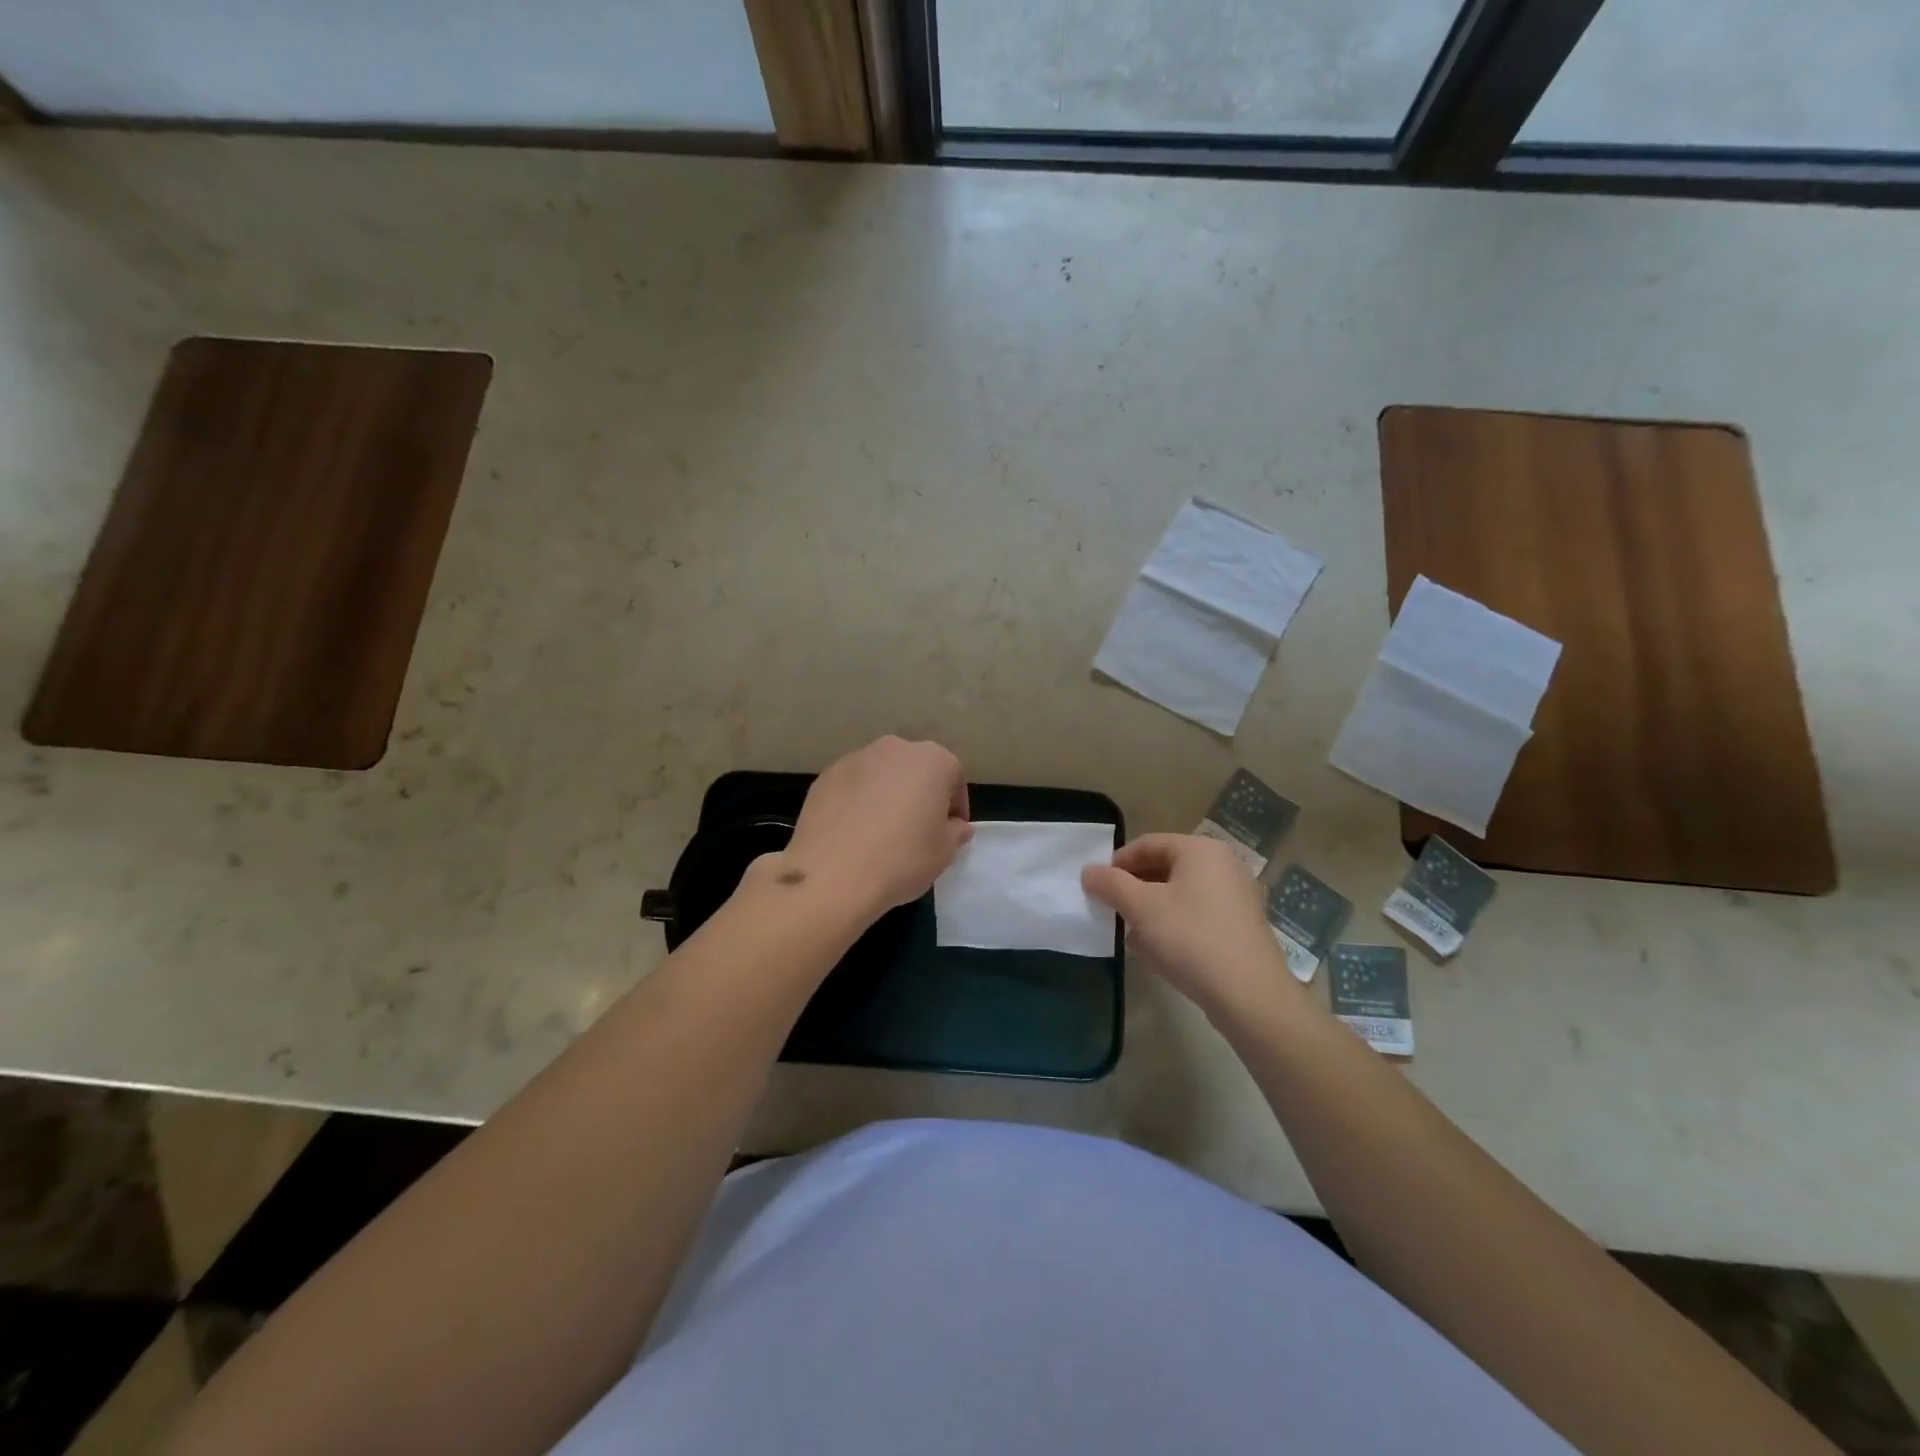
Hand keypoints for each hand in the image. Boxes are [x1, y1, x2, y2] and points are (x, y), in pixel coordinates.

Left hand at [774, 736, 972, 922]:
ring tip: (882, 833)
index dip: (955, 806)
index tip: (951, 831)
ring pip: (881, 776)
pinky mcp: (825, 777)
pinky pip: (852, 788)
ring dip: (887, 796)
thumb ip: (955, 832)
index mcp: (932, 760)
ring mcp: (855, 759)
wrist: (832, 874)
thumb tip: (954, 826)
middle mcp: (894, 749)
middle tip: (918, 830)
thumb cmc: (902, 858)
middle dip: (920, 794)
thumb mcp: (944, 852)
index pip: (953, 777)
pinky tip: (853, 834)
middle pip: (916, 769)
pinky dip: (857, 803)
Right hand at [1082, 833, 1297, 1023]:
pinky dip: (1175, 924)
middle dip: (1134, 887)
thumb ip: (1110, 884)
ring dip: (1152, 909)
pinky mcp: (1241, 925)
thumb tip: (1088, 871)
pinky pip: (1198, 913)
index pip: (1147, 843)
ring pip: (1180, 892)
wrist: (1250, 996)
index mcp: (1201, 849)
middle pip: (1165, 866)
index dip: (1117, 863)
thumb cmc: (1191, 939)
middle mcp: (1223, 864)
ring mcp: (1237, 895)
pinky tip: (1160, 950)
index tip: (1096, 888)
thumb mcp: (1141, 908)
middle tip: (1112, 911)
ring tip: (1132, 934)